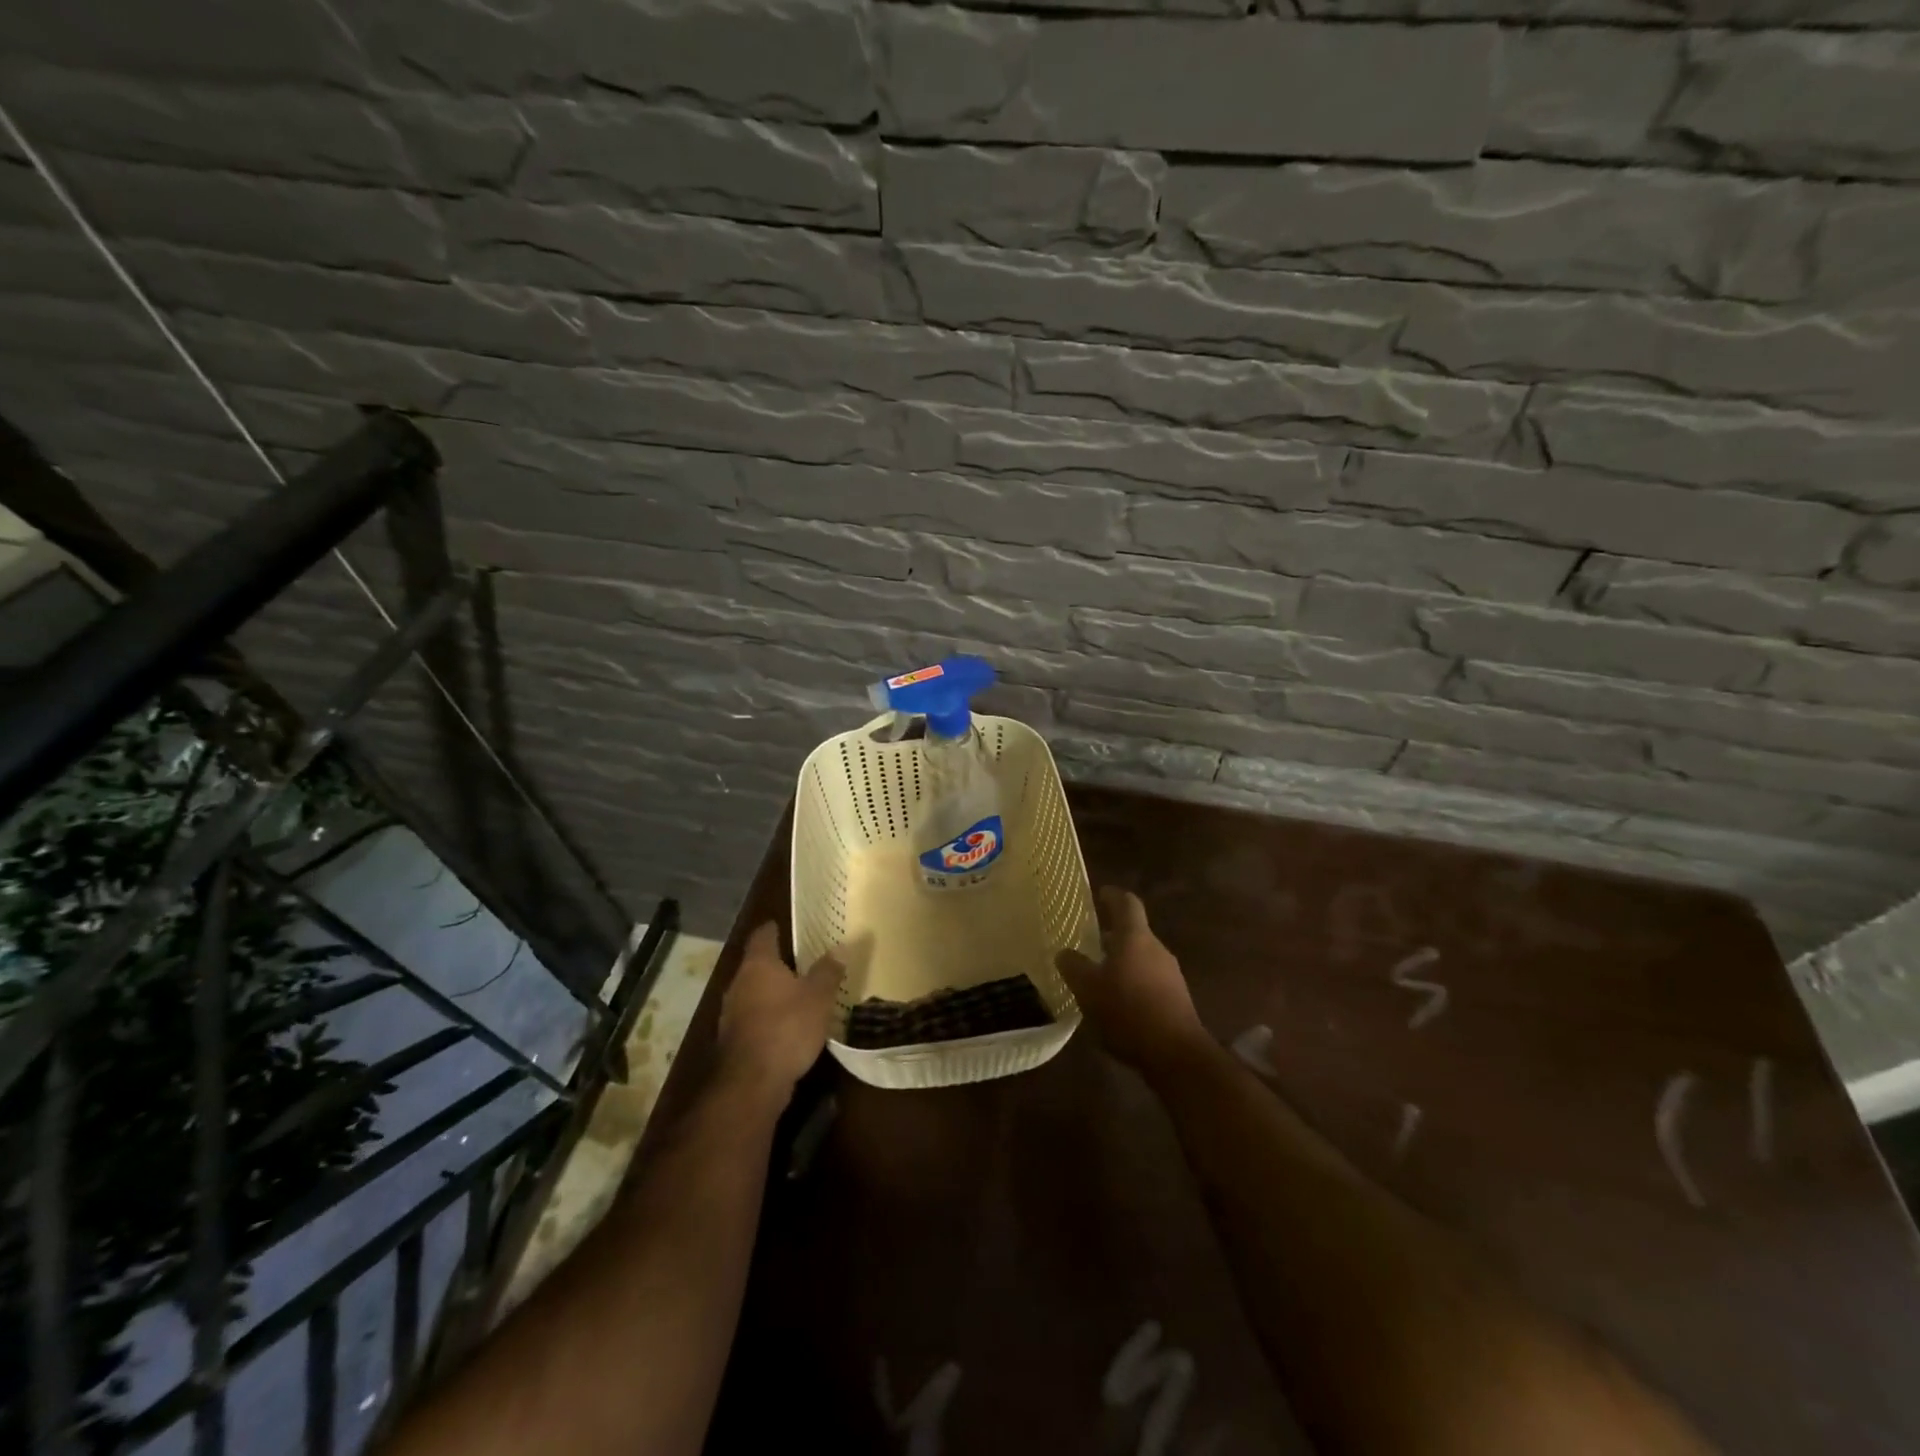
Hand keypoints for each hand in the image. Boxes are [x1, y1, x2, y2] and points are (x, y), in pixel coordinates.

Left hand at [716, 923, 843, 1103]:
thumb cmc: (786, 1027)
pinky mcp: (734, 1040)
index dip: (774, 928)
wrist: (751, 1083)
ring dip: (772, 992)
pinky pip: (753, 1018)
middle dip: (776, 963)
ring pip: (753, 992)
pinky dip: (768, 1016)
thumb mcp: (818, 997)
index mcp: (758, 965)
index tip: (784, 925)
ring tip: (797, 993)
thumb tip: (841, 946)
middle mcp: (739, 983)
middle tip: (801, 961)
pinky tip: (787, 1025)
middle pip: (756, 965)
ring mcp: (732, 1013)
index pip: (763, 936)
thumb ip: (828, 971)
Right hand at [1057, 888, 1209, 1073]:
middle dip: (1112, 936)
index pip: (1126, 903)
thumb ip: (1074, 966)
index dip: (1112, 896)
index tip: (1100, 893)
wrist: (1176, 1054)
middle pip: (1134, 933)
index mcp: (1135, 937)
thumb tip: (1064, 952)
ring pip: (1142, 958)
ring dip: (1122, 963)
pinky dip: (1133, 984)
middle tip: (1089, 944)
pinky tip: (1118, 1004)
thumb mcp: (1088, 989)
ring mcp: (1171, 975)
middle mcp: (1156, 949)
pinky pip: (1150, 982)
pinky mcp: (1177, 1000)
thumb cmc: (1127, 1010)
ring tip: (1099, 978)